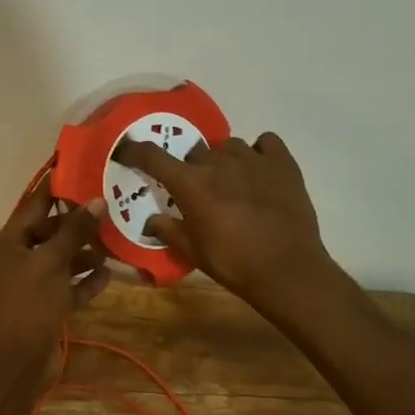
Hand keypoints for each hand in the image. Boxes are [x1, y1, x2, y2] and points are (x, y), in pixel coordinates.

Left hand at [0, 182, 108, 360]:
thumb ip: (75, 231)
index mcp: (8, 242)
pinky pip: (65, 286)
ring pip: (60, 260)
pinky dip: (83, 281)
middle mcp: (16, 259)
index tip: (80, 171)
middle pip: (49, 233)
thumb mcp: (53, 261)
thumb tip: (97, 200)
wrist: (16, 361)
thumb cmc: (30, 302)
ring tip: (112, 246)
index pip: (34, 205)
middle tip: (108, 213)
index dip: (56, 189)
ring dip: (83, 254)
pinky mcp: (42, 306)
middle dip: (78, 226)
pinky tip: (108, 275)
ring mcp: (29, 284)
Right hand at [112, 133, 338, 320]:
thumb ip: (168, 231)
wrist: (288, 270)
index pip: (153, 156)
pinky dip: (260, 153)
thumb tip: (150, 220)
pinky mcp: (282, 161)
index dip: (135, 151)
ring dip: (224, 161)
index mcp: (191, 183)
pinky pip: (265, 143)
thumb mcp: (193, 252)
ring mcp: (252, 158)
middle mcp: (218, 162)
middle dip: (193, 168)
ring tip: (233, 183)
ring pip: (229, 147)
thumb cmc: (234, 263)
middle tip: (200, 190)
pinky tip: (261, 172)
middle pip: (196, 152)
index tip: (127, 150)